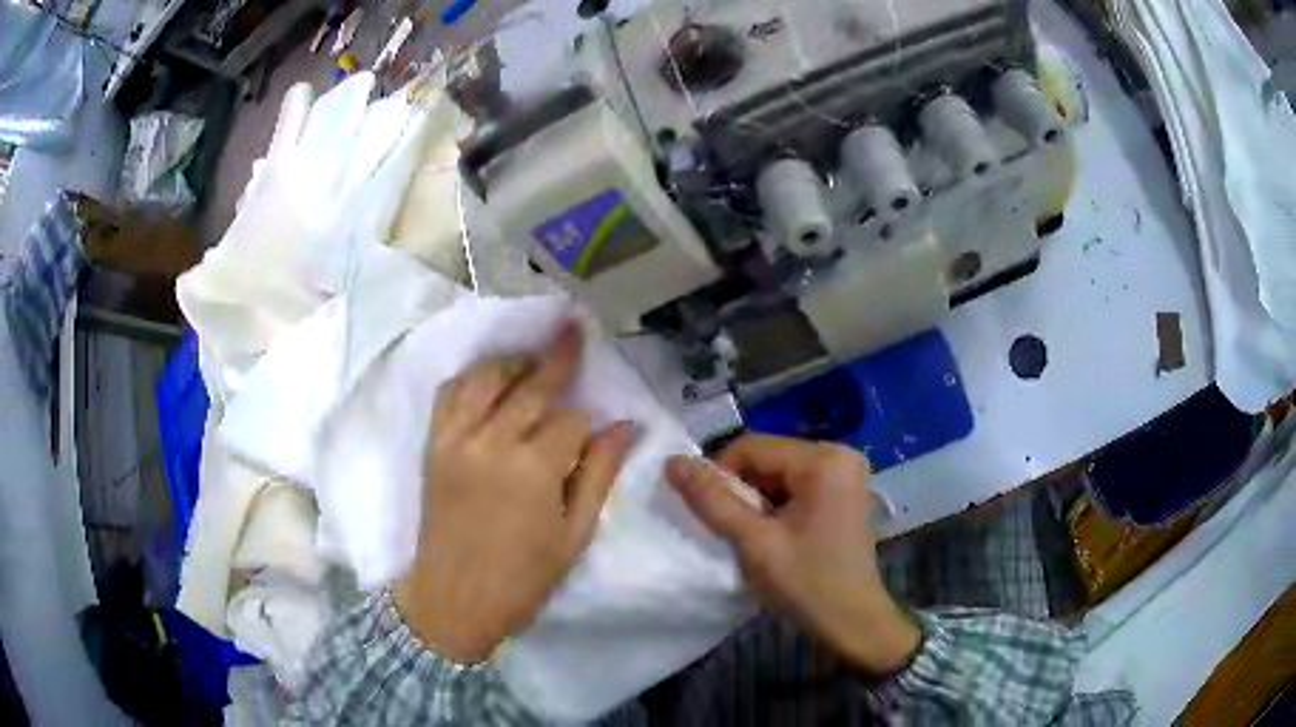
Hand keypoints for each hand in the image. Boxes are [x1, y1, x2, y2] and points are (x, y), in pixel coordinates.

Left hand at [395, 323, 635, 663]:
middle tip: (572, 325)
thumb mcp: (574, 535)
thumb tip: (625, 427)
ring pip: (484, 379)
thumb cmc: (522, 579)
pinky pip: (449, 395)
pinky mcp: (433, 446)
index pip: (570, 421)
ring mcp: (456, 440)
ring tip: (530, 357)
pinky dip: (469, 378)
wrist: (453, 601)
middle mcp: (491, 442)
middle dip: (557, 356)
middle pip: (529, 386)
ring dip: (511, 362)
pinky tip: (486, 378)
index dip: (587, 424)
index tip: (593, 434)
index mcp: (533, 469)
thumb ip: (599, 475)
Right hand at [666, 435, 919, 673]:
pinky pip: (795, 486)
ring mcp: (844, 473)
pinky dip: (775, 507)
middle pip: (767, 458)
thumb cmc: (807, 584)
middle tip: (732, 531)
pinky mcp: (843, 492)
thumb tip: (672, 461)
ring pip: (778, 474)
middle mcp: (839, 454)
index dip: (719, 475)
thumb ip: (713, 500)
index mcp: (824, 459)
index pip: (752, 447)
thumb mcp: (754, 543)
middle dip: (741, 491)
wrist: (853, 623)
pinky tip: (774, 536)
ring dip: (756, 501)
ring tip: (753, 537)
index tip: (708, 514)